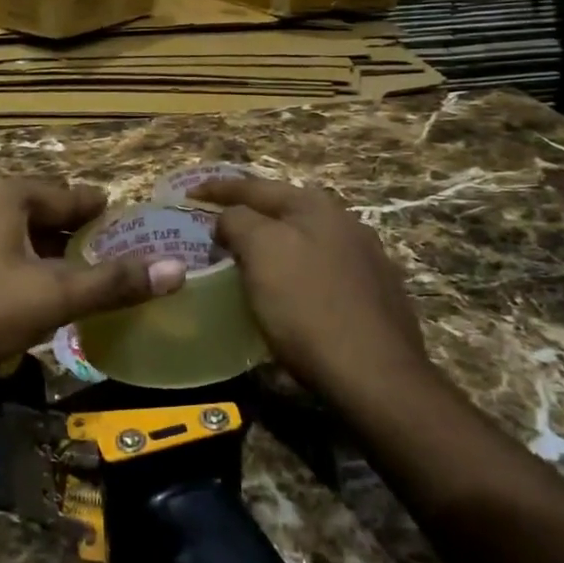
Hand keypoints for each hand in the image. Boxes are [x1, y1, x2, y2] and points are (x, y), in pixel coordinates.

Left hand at [0, 178, 185, 389]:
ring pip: (5, 225)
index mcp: (3, 195)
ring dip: (35, 242)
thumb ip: (114, 283)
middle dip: (65, 228)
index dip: (96, 208)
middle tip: (95, 249)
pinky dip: (6, 254)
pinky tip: (14, 281)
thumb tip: (177, 270)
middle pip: (34, 207)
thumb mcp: (54, 298)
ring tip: (60, 267)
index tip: (118, 217)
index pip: (66, 194)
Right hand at [198, 177, 426, 396]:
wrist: (375, 375)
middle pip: (282, 211)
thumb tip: (229, 219)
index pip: (254, 187)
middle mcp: (345, 222)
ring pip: (304, 241)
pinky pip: (320, 271)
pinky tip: (287, 292)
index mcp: (316, 205)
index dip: (217, 189)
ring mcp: (365, 259)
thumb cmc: (308, 306)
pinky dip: (294, 272)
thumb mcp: (261, 251)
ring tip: (246, 260)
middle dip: (248, 216)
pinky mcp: (374, 295)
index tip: (188, 194)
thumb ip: (238, 221)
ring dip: (272, 245)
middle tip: (215, 228)